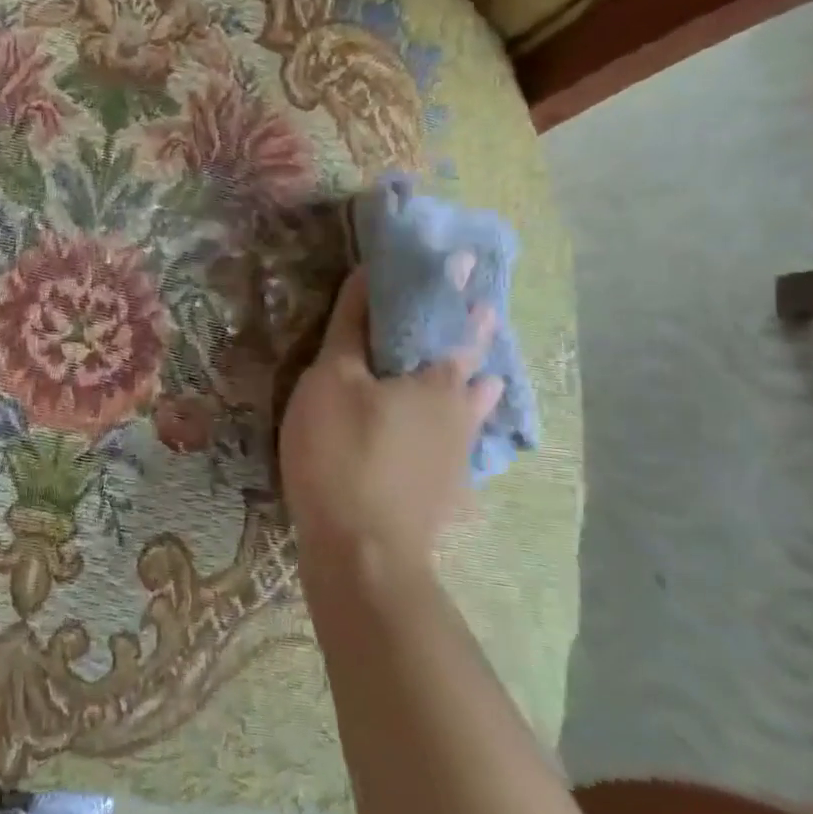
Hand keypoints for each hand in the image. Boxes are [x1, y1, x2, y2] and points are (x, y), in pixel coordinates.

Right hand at [279, 264, 502, 572]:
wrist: (362, 550)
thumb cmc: (341, 451)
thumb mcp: (331, 379)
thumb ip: (351, 327)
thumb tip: (369, 276)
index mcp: (438, 380)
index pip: (452, 322)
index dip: (454, 291)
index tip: (465, 263)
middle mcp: (462, 414)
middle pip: (473, 367)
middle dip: (474, 337)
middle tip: (477, 312)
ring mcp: (459, 459)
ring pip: (475, 412)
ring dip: (476, 389)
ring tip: (480, 377)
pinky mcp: (447, 494)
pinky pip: (460, 451)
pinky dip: (459, 436)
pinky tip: (454, 446)